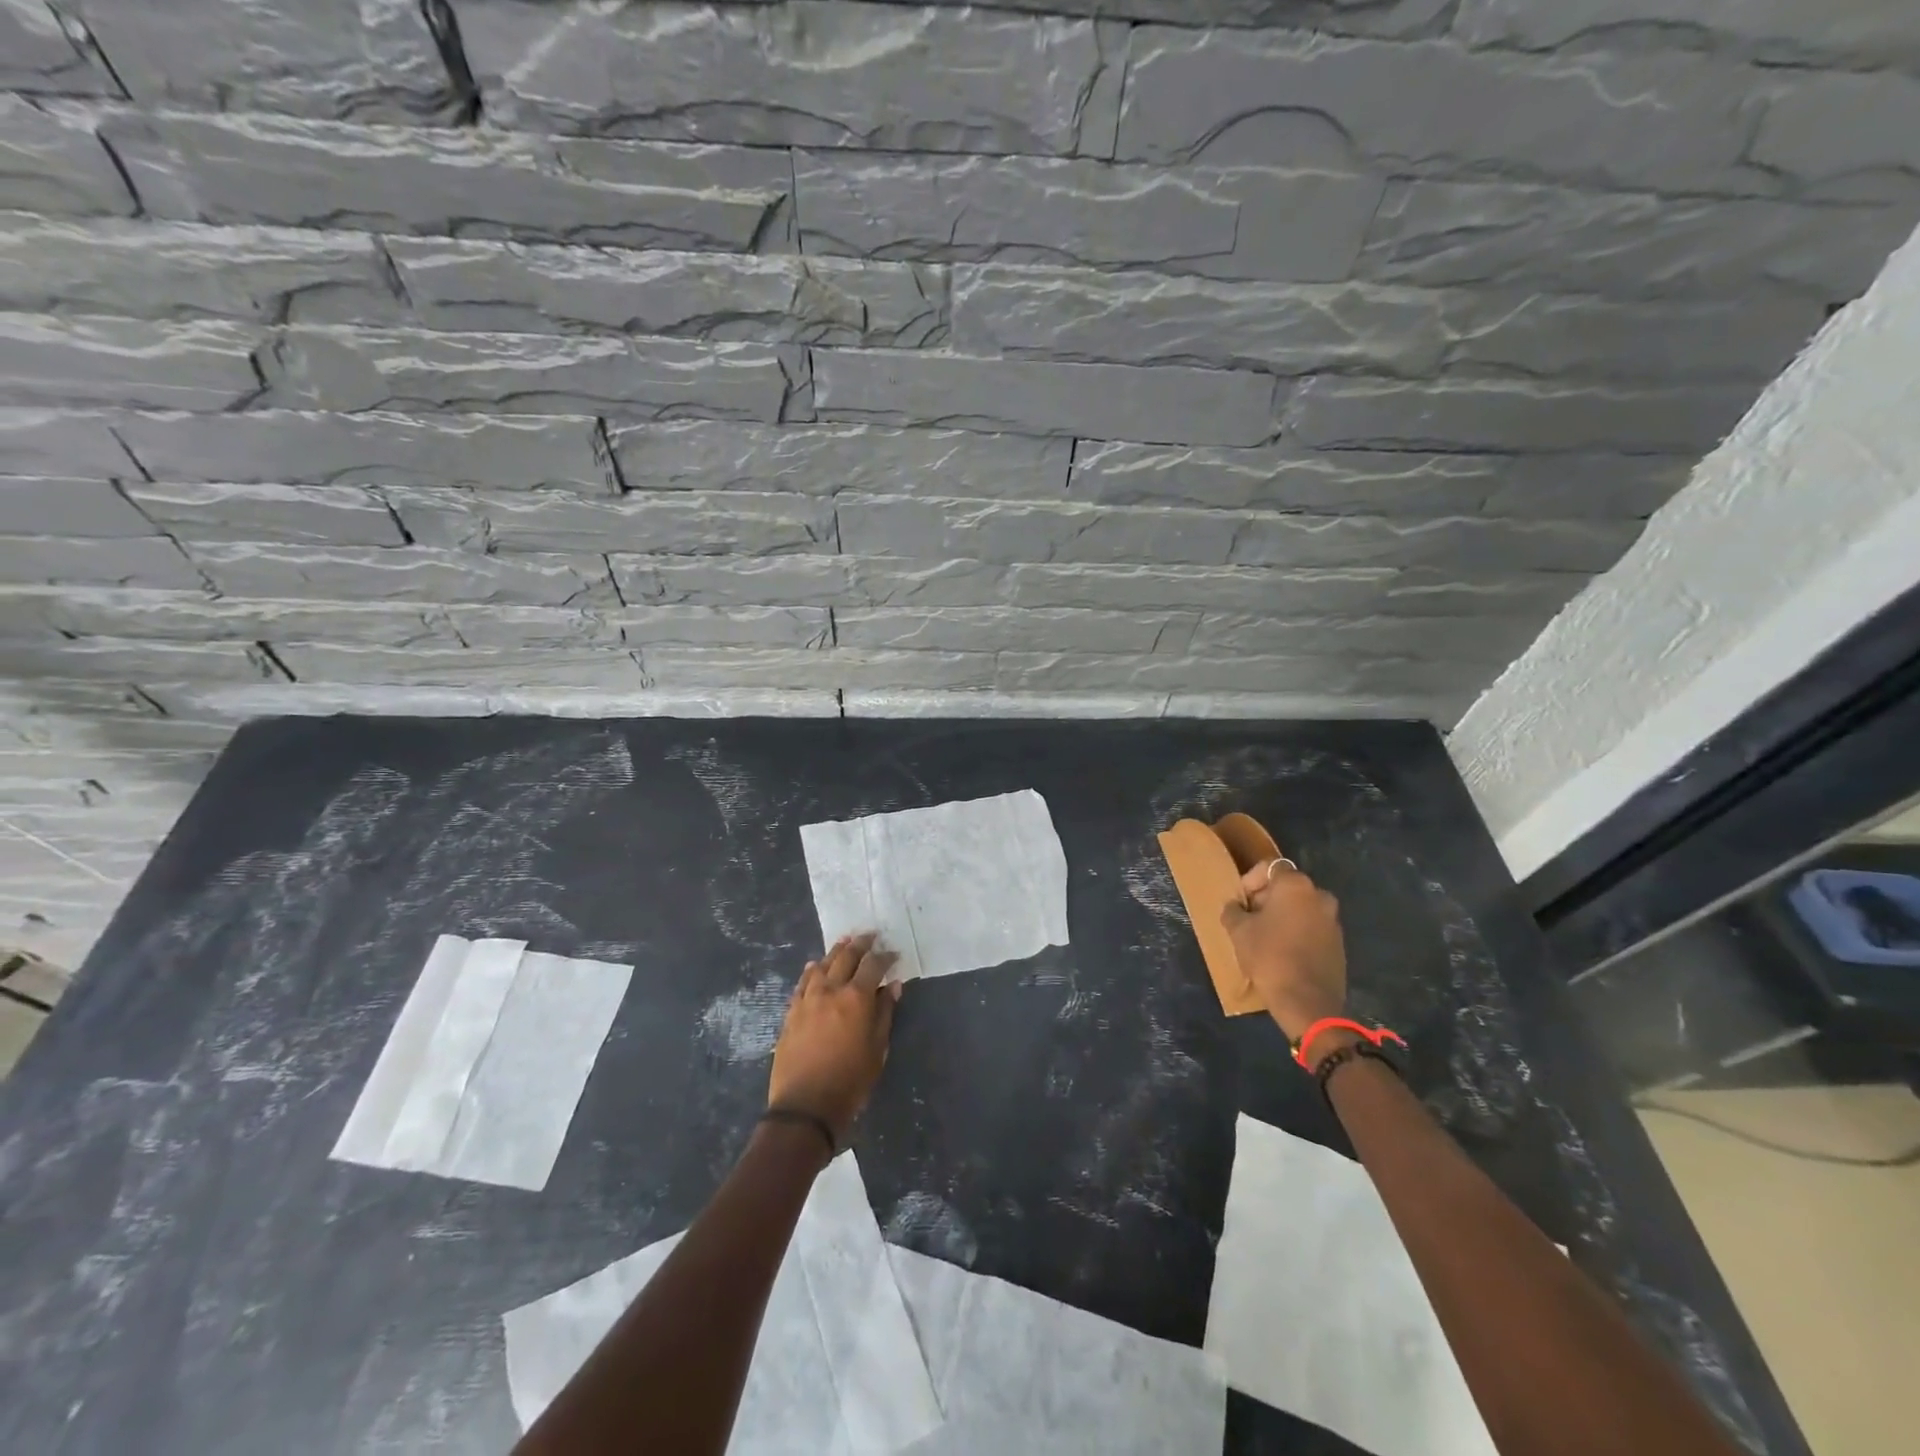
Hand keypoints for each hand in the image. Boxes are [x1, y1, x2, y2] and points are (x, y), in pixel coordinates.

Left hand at [768, 933, 900, 1146]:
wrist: (805, 1107)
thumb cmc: (850, 1081)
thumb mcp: (877, 1049)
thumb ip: (885, 1013)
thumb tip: (893, 986)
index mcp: (857, 997)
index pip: (873, 965)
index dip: (885, 956)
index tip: (893, 953)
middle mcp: (831, 990)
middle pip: (846, 957)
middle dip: (860, 944)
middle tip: (869, 936)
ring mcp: (807, 999)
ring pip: (822, 965)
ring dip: (835, 952)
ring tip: (844, 943)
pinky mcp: (791, 1012)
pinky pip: (803, 983)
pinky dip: (812, 971)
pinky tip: (814, 967)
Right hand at [1221, 860, 1347, 1044]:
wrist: (1307, 1003)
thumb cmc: (1269, 957)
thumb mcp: (1238, 931)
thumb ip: (1233, 911)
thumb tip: (1235, 907)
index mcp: (1296, 886)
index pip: (1270, 867)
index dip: (1251, 880)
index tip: (1241, 901)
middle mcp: (1320, 896)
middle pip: (1288, 887)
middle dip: (1267, 898)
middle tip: (1249, 918)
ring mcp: (1333, 921)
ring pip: (1302, 908)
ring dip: (1283, 916)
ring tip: (1265, 937)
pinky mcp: (1339, 944)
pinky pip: (1313, 928)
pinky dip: (1298, 932)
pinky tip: (1283, 952)